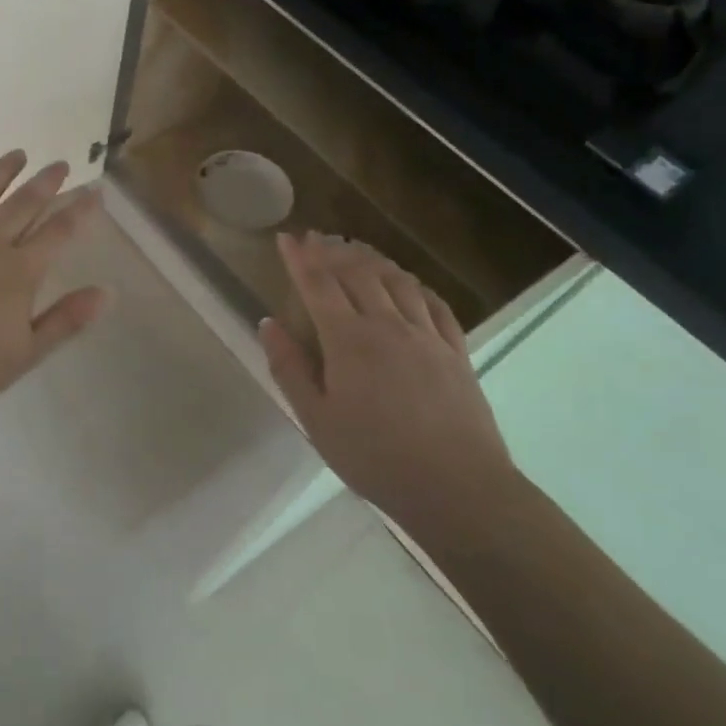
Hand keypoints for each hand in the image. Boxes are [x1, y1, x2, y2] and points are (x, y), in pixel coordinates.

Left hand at [0, 152, 111, 428]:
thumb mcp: (24, 355)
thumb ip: (66, 320)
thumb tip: (107, 292)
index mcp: (16, 272)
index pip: (57, 232)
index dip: (79, 211)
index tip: (95, 191)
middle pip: (22, 205)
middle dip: (45, 183)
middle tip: (60, 164)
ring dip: (0, 172)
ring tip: (17, 154)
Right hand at [258, 233, 520, 540]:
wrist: (457, 488)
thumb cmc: (375, 458)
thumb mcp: (317, 420)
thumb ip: (289, 368)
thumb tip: (268, 323)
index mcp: (349, 340)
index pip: (318, 285)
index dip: (300, 259)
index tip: (287, 237)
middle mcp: (388, 325)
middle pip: (358, 273)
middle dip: (333, 251)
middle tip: (316, 237)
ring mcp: (427, 336)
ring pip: (397, 281)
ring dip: (373, 259)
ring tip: (356, 248)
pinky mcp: (456, 352)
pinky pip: (436, 304)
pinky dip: (416, 284)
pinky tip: (409, 282)